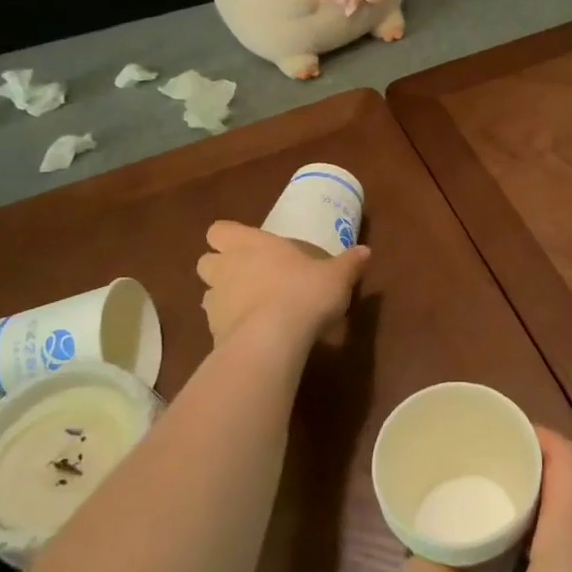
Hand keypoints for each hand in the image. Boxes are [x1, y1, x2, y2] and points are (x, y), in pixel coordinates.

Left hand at [195, 221, 369, 345]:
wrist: (272, 341)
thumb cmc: (303, 293)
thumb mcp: (336, 276)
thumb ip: (348, 263)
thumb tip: (365, 251)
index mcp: (249, 244)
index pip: (219, 231)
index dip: (229, 237)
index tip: (249, 246)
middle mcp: (225, 268)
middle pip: (206, 262)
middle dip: (222, 268)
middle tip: (249, 277)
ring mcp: (215, 302)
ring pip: (209, 294)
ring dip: (225, 298)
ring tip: (252, 309)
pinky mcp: (213, 334)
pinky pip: (217, 325)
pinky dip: (231, 328)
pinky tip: (254, 335)